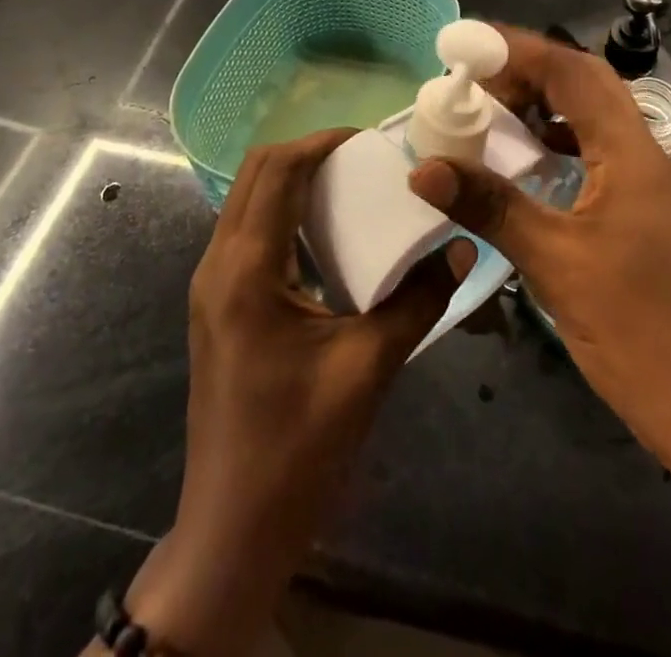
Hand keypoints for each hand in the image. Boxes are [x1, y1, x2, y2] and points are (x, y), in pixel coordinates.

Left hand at [123, 130, 465, 655]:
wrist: (234, 530)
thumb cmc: (299, 448)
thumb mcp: (369, 368)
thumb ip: (418, 301)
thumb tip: (460, 248)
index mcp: (246, 269)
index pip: (277, 170)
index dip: (322, 143)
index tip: (369, 140)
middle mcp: (218, 264)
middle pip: (256, 173)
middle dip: (307, 153)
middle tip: (362, 159)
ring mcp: (211, 286)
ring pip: (247, 200)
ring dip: (293, 181)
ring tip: (348, 187)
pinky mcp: (216, 305)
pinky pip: (247, 232)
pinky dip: (283, 213)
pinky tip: (325, 237)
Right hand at [408, 28, 670, 468]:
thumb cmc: (637, 329)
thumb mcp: (554, 261)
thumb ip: (490, 206)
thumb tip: (425, 167)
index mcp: (629, 152)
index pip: (572, 72)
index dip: (518, 49)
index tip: (466, 45)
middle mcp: (643, 153)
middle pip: (587, 83)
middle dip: (530, 70)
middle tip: (476, 80)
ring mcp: (647, 183)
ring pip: (593, 116)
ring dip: (545, 103)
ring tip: (494, 112)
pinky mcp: (641, 211)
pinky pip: (595, 150)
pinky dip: (557, 140)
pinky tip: (529, 162)